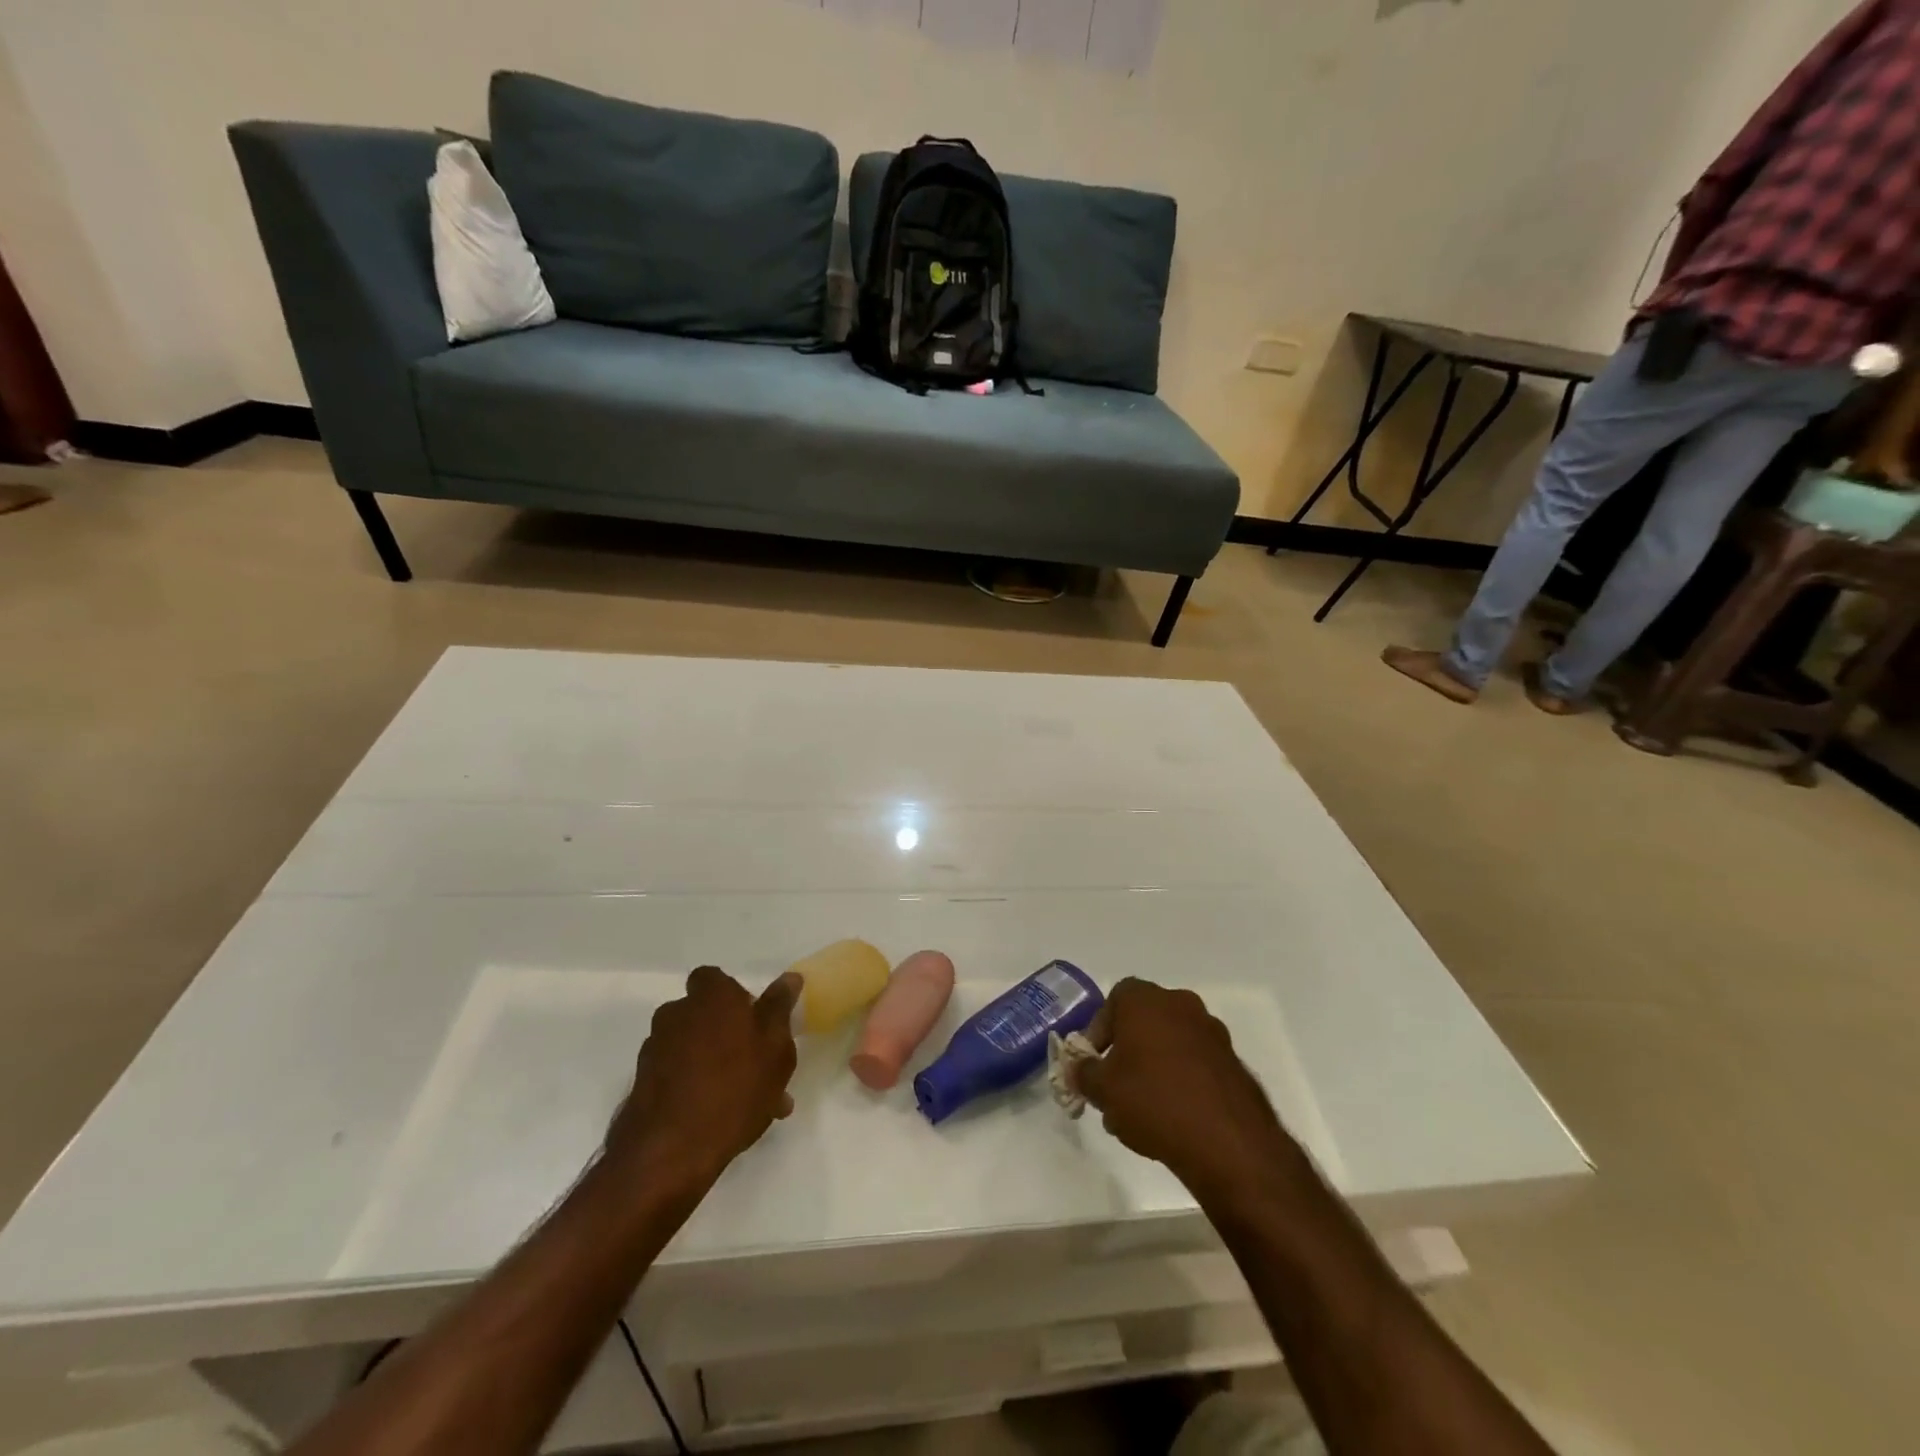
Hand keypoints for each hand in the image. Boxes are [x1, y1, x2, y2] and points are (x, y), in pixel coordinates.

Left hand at [606, 967, 800, 1195]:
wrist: (669, 1152)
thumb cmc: (735, 1088)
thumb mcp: (775, 1048)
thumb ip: (780, 1009)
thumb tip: (789, 977)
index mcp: (710, 996)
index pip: (715, 979)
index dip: (735, 997)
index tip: (755, 1022)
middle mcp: (677, 1014)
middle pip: (705, 1015)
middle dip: (728, 1034)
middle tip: (758, 1067)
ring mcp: (655, 1050)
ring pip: (694, 1049)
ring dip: (715, 1065)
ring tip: (747, 1103)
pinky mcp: (643, 1085)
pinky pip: (679, 1077)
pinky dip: (696, 1088)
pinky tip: (721, 1118)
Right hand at [1075, 979, 1300, 1203]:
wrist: (1228, 1142)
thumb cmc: (1153, 1100)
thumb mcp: (1103, 1089)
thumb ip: (1084, 1072)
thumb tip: (1079, 1068)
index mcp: (1146, 1000)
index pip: (1114, 1000)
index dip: (1100, 1029)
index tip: (1094, 1061)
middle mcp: (1181, 1005)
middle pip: (1144, 1021)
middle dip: (1126, 1051)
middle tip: (1114, 1087)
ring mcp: (1212, 1033)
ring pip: (1170, 1044)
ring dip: (1153, 1068)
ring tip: (1141, 1112)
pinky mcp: (1233, 1063)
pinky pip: (1195, 1065)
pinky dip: (1181, 1082)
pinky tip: (1173, 1119)